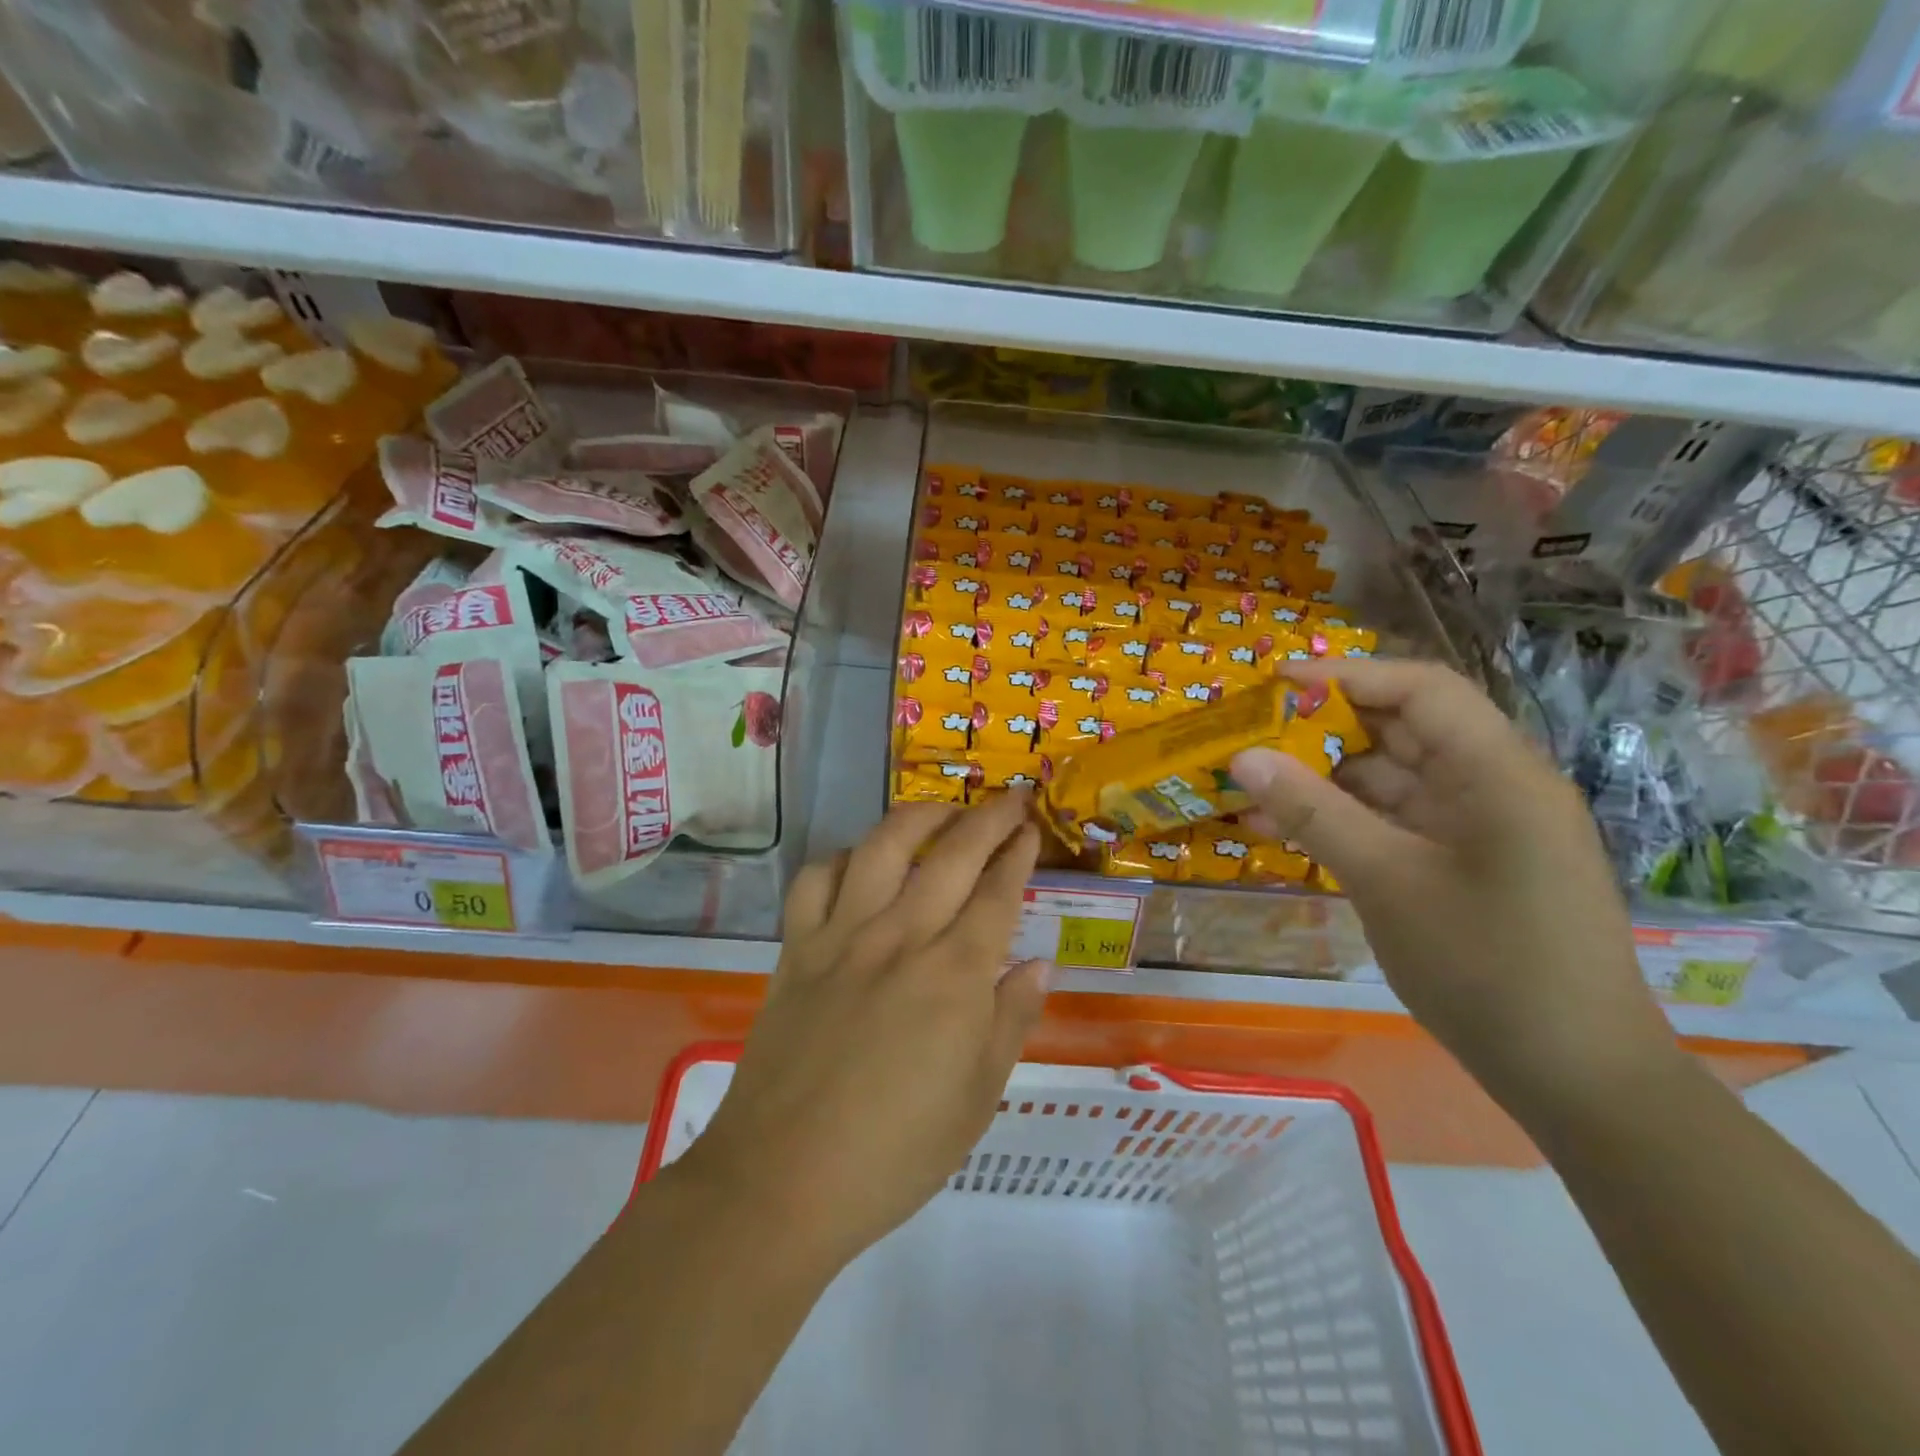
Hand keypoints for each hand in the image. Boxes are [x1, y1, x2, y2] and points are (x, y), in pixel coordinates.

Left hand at [673, 792, 1048, 1272]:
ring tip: (941, 811)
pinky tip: (857, 864)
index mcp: (955, 976)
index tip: (1031, 829)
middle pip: (952, 855)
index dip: (1018, 854)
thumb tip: (1038, 962)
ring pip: (882, 848)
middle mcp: (901, 938)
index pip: (997, 893)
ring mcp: (842, 937)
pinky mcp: (796, 950)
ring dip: (918, 818)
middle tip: (1008, 800)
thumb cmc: (896, 1152)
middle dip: (987, 819)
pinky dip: (840, 860)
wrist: (783, 1179)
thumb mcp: (978, 1099)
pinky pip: (815, 881)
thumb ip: (1011, 1020)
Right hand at [1230, 660, 1678, 1116]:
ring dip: (1323, 782)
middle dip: (1322, 729)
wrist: (1576, 1076)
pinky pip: (1396, 823)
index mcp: (1497, 772)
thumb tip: (1243, 758)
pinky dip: (1343, 821)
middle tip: (1249, 737)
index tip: (1274, 684)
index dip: (1345, 675)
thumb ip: (1313, 811)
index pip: (1420, 688)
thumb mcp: (1386, 881)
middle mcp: (1494, 785)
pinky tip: (1285, 832)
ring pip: (1391, 779)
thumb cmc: (1487, 966)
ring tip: (1249, 791)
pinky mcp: (1466, 864)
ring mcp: (1480, 828)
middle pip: (1401, 729)